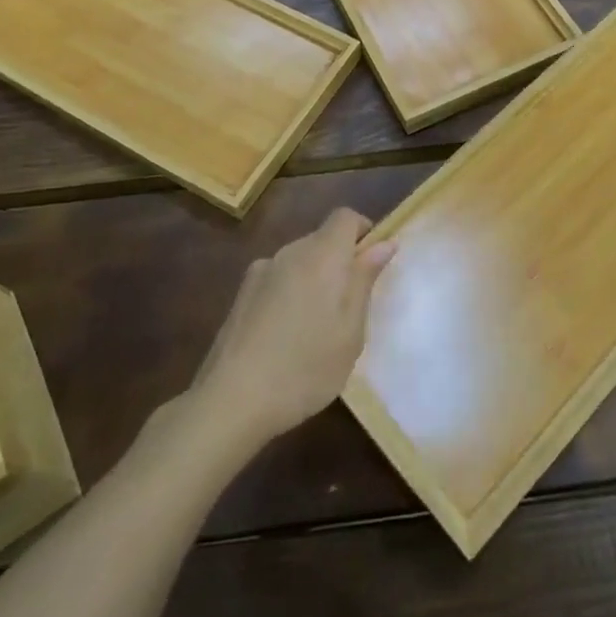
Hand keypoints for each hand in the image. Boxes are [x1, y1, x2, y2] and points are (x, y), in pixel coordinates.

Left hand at [191, 208, 394, 450]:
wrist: (231, 399)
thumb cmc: (306, 366)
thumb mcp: (350, 330)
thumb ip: (365, 280)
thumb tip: (384, 243)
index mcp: (322, 255)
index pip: (345, 216)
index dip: (363, 231)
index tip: (371, 265)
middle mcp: (290, 252)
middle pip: (322, 238)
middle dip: (340, 261)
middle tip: (349, 308)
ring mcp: (261, 271)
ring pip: (299, 261)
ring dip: (313, 279)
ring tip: (315, 328)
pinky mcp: (241, 293)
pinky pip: (277, 279)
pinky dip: (289, 294)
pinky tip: (284, 336)